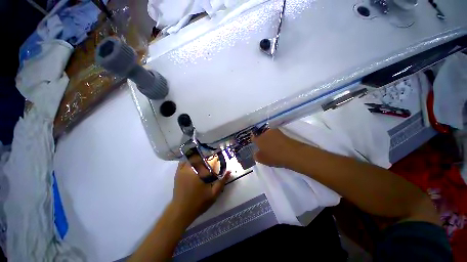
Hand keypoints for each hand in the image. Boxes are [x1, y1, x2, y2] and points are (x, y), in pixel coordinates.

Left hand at [171, 160, 229, 221]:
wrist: (181, 211)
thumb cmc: (198, 202)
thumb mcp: (213, 193)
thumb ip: (222, 182)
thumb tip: (229, 171)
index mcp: (198, 172)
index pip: (207, 159)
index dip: (213, 157)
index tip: (218, 157)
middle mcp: (189, 168)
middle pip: (198, 157)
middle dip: (205, 157)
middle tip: (211, 160)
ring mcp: (182, 170)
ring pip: (191, 158)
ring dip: (197, 158)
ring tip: (203, 161)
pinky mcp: (178, 173)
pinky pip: (183, 162)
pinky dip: (189, 160)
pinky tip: (193, 164)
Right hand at [252, 129, 302, 167]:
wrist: (292, 153)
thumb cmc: (274, 157)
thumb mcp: (262, 159)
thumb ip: (256, 156)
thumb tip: (255, 153)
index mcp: (258, 139)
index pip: (253, 138)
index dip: (254, 141)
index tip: (255, 145)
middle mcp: (265, 133)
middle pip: (260, 134)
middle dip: (261, 138)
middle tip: (262, 145)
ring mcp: (274, 131)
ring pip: (268, 133)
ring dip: (268, 137)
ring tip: (270, 144)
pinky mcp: (281, 133)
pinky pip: (275, 135)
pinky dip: (275, 138)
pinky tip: (277, 144)